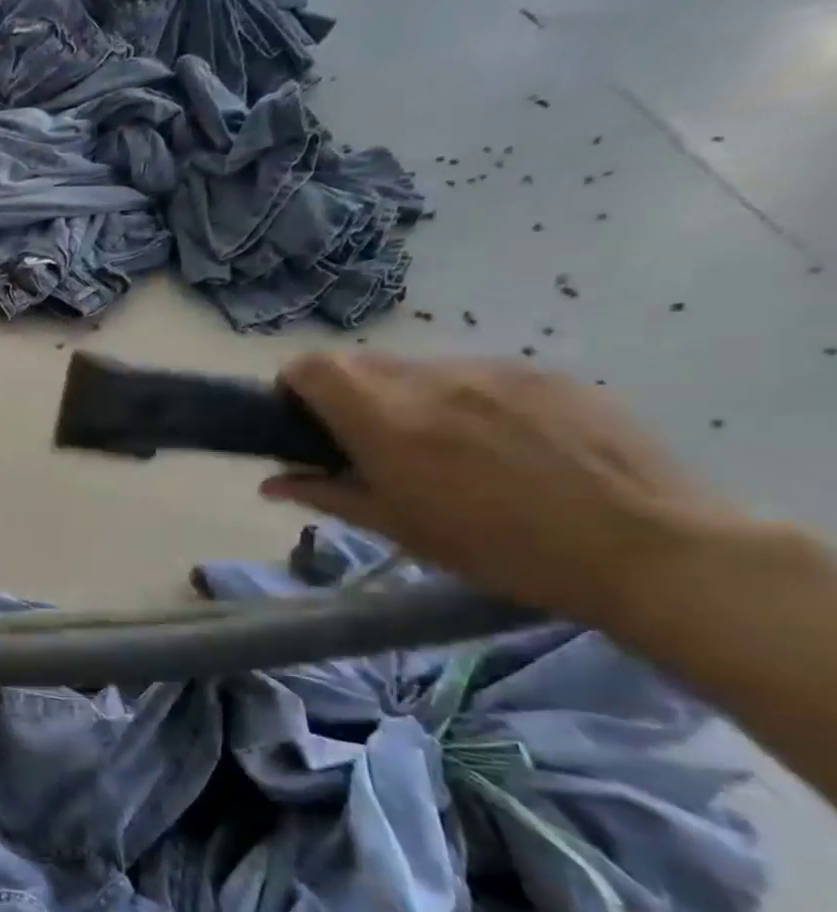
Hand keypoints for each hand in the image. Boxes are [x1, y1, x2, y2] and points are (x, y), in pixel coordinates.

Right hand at [264, 352, 730, 626]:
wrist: (640, 545)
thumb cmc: (496, 549)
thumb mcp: (397, 528)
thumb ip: (325, 493)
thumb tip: (271, 481)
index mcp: (386, 422)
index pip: (312, 367)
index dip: (295, 385)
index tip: (301, 420)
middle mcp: (430, 380)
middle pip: (361, 362)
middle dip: (346, 394)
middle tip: (365, 441)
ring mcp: (491, 369)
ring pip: (418, 367)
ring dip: (404, 396)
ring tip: (439, 446)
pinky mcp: (542, 371)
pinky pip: (474, 373)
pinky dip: (460, 398)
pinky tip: (498, 443)